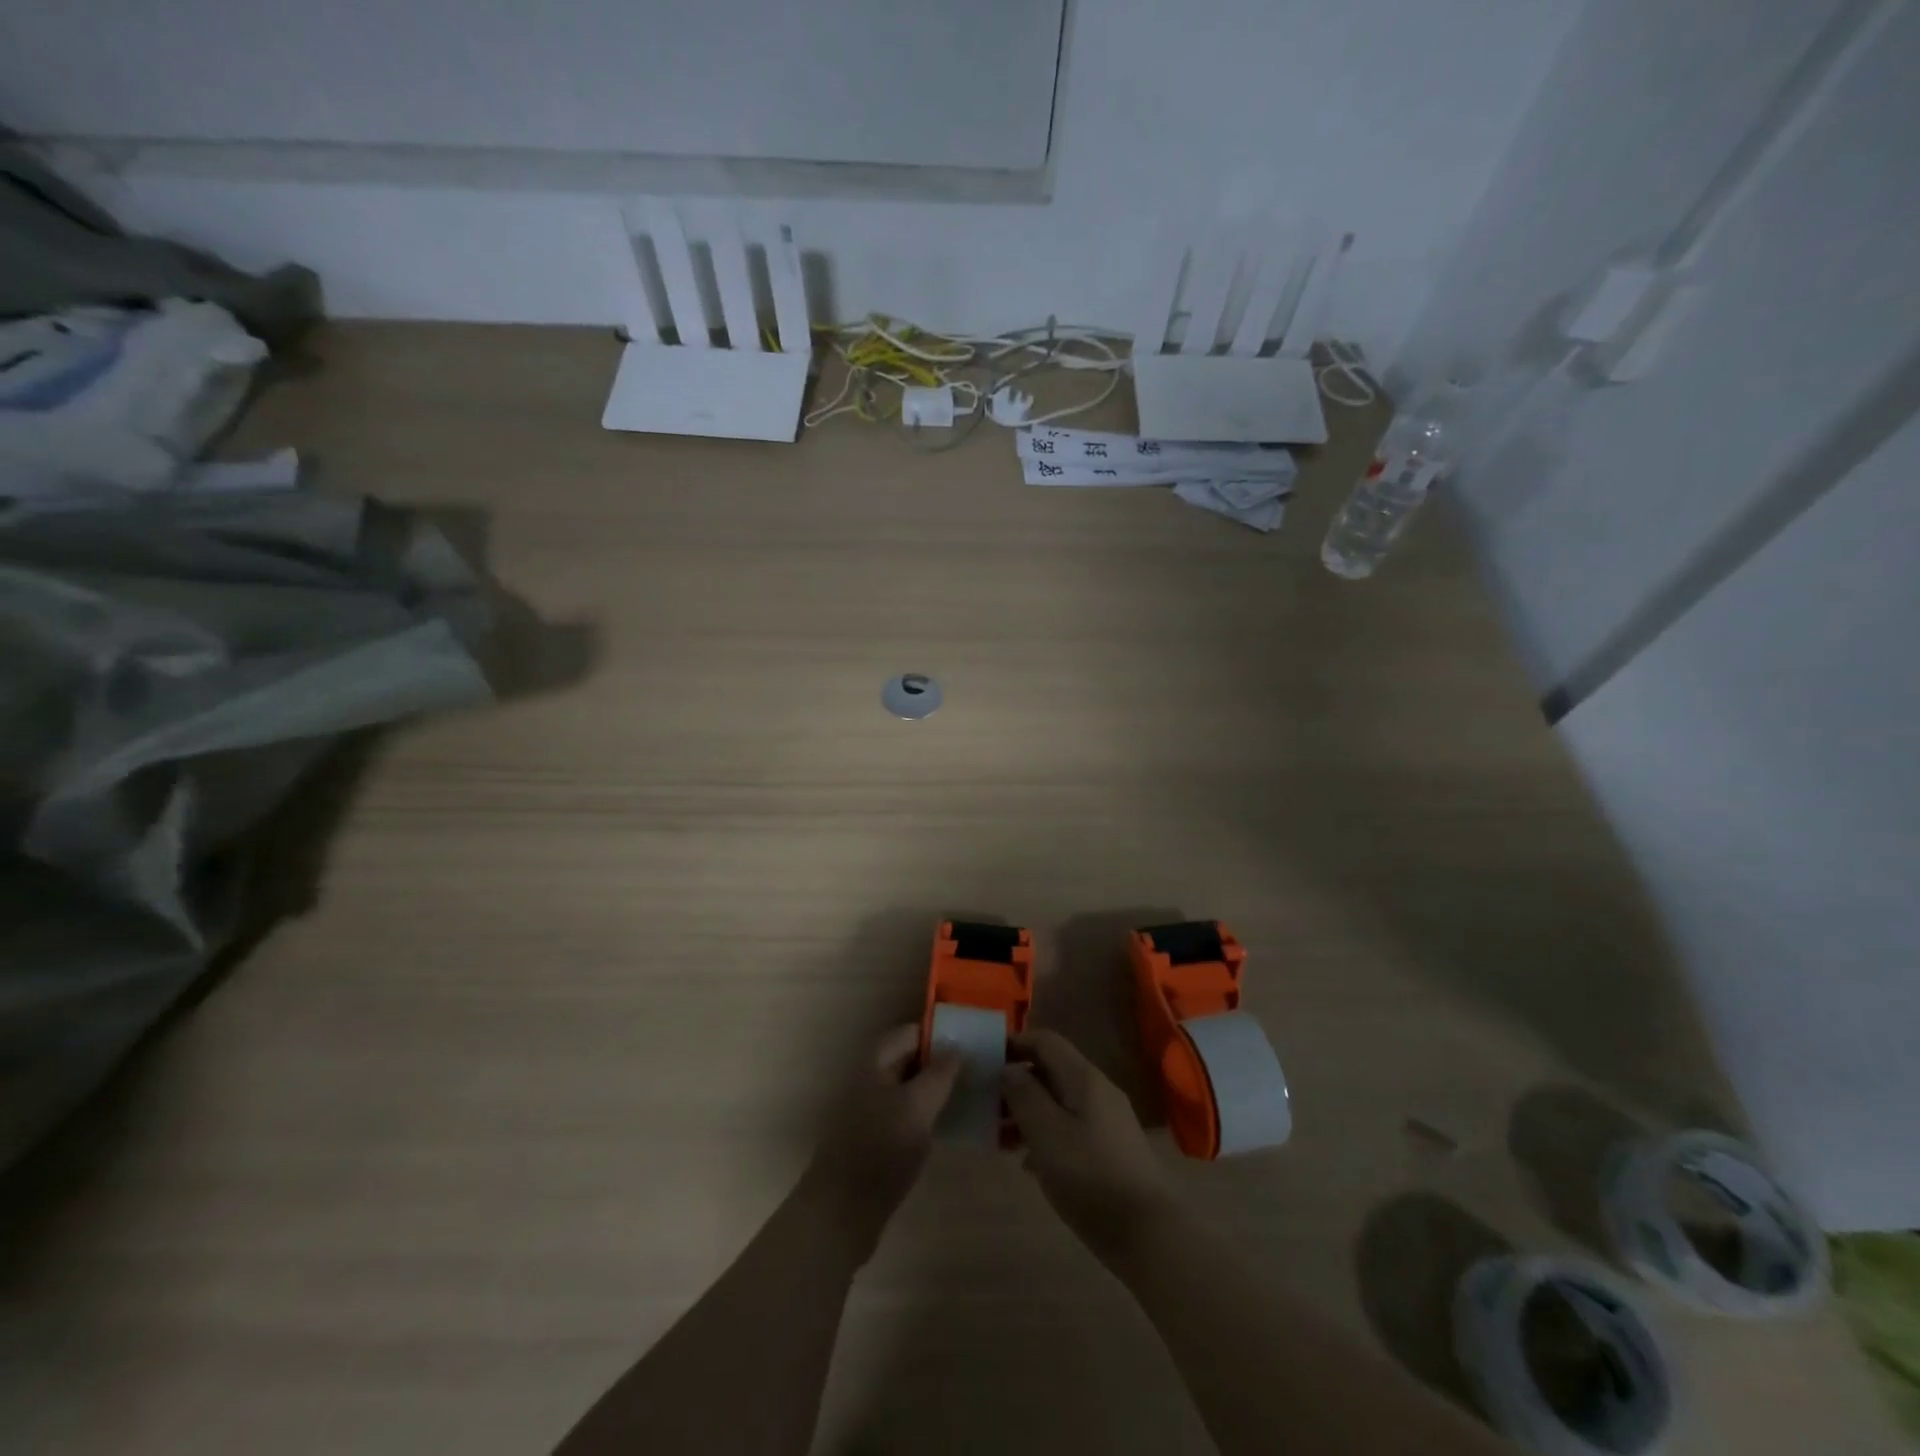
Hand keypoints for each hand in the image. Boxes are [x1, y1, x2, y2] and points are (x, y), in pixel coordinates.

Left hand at [805, 1024, 960, 1255]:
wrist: (842, 1211)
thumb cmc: (880, 1149)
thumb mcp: (916, 1106)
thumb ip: (939, 1074)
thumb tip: (957, 1046)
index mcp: (877, 1062)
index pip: (913, 1032)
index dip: (942, 1033)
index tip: (976, 1039)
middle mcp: (875, 1079)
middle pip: (913, 1058)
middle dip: (944, 1061)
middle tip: (982, 1068)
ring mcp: (876, 1110)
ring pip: (914, 1088)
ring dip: (941, 1089)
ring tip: (977, 1093)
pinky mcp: (882, 1140)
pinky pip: (912, 1114)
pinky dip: (932, 1114)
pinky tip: (956, 1124)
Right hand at [1001, 1030, 1176, 1264]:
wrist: (1148, 1233)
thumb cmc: (1090, 1176)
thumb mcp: (1046, 1134)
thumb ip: (1024, 1095)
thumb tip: (1008, 1068)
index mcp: (1083, 1078)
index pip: (1045, 1041)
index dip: (1015, 1044)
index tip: (985, 1063)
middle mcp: (1098, 1090)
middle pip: (1051, 1071)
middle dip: (1017, 1084)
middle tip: (987, 1107)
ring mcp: (1107, 1120)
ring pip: (1059, 1102)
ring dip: (1028, 1113)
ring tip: (1000, 1138)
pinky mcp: (1110, 1149)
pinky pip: (1070, 1127)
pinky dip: (1046, 1135)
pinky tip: (1028, 1164)